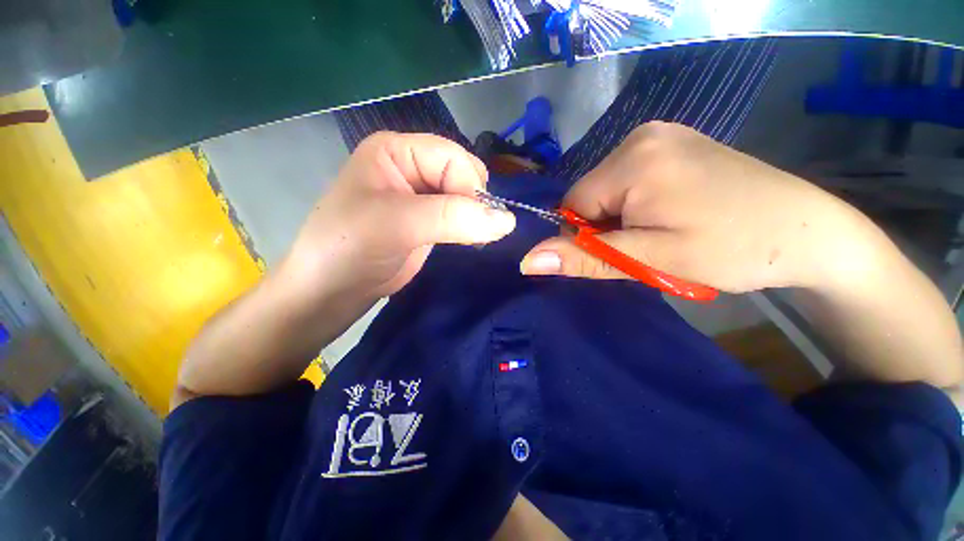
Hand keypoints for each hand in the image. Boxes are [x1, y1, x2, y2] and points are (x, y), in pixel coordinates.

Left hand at [280, 132, 515, 301]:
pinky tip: (467, 240)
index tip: (477, 220)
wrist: (330, 291)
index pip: (452, 156)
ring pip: (464, 198)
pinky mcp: (427, 222)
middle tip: (472, 230)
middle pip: (462, 174)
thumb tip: (508, 221)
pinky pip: (460, 217)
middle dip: (473, 202)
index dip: (470, 186)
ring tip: (471, 238)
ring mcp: (420, 197)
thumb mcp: (397, 224)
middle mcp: (410, 168)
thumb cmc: (349, 248)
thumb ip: (453, 218)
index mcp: (396, 151)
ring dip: (474, 217)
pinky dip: (469, 228)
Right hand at [521, 122, 867, 292]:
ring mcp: (661, 136)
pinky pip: (631, 181)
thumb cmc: (732, 248)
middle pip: (591, 195)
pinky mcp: (674, 144)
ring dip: (623, 218)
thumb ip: (583, 257)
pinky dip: (638, 204)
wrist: (809, 233)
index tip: (626, 251)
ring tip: (666, 232)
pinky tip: (673, 214)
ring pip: (609, 190)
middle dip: (608, 226)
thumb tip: (527, 261)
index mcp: (633, 159)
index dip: (589, 236)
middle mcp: (641, 136)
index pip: (574, 205)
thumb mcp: (649, 259)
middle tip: (651, 245)